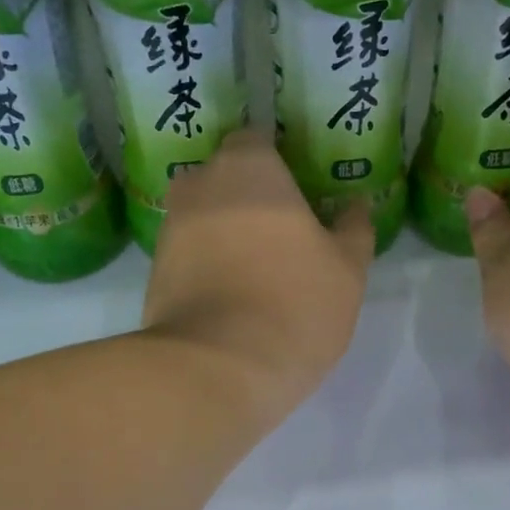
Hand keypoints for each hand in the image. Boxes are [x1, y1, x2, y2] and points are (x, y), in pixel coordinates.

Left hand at [144, 127, 372, 421]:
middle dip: (248, 197)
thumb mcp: (347, 269)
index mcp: (248, 168)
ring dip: (225, 233)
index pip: (257, 141)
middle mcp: (198, 186)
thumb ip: (354, 229)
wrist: (218, 368)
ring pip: (203, 218)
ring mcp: (169, 230)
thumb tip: (355, 206)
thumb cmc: (295, 303)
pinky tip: (232, 296)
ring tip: (257, 270)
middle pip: (224, 179)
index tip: (299, 191)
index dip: (279, 163)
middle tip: (281, 232)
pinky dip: (207, 266)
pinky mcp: (154, 273)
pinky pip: (188, 256)